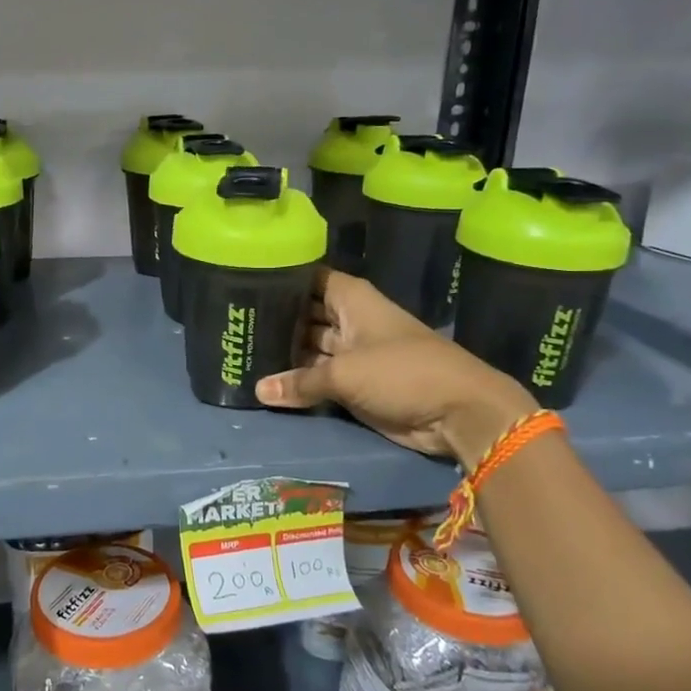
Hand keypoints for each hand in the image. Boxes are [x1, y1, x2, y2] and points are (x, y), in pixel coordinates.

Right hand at [255, 271, 538, 469]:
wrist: (458, 412)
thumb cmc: (403, 372)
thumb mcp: (346, 374)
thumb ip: (300, 381)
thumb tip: (258, 390)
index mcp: (352, 300)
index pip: (309, 278)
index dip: (281, 278)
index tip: (244, 281)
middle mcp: (350, 321)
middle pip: (305, 314)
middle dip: (275, 319)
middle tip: (233, 325)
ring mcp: (352, 354)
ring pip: (309, 348)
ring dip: (284, 354)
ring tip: (241, 352)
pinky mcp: (355, 384)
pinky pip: (318, 378)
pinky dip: (298, 381)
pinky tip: (265, 383)